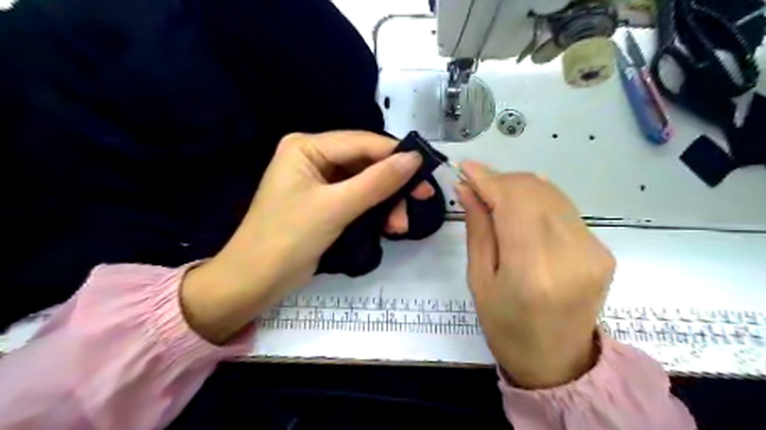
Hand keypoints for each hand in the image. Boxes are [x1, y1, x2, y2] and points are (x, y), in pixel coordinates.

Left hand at [179, 132, 430, 342]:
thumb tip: (415, 158)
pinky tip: (387, 227)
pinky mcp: (325, 202)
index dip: (396, 155)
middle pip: (366, 162)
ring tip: (399, 227)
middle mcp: (313, 157)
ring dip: (386, 202)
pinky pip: (358, 198)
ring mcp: (319, 180)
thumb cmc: (288, 239)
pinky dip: (374, 211)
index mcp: (307, 146)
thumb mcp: (336, 208)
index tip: (427, 171)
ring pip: (366, 182)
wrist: (255, 281)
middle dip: (392, 185)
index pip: (362, 142)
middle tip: (420, 200)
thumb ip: (377, 182)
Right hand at [453, 161, 614, 388]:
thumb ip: (478, 229)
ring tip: (495, 196)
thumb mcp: (479, 281)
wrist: (557, 362)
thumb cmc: (506, 327)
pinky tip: (520, 209)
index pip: (512, 202)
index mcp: (532, 271)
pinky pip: (564, 208)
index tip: (465, 168)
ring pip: (551, 193)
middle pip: (534, 191)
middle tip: (477, 185)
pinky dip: (538, 200)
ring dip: (519, 187)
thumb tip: (467, 188)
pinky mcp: (602, 250)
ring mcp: (593, 251)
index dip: (487, 179)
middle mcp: (570, 255)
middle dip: (502, 179)